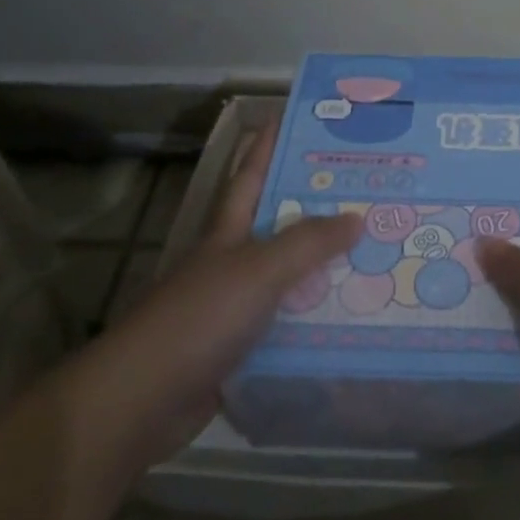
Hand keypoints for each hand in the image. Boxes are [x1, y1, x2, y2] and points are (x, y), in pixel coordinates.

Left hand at [109, 122, 359, 459]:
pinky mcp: (242, 349)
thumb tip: (357, 217)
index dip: (267, 145)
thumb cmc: (199, 318)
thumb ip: (307, 243)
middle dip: (316, 207)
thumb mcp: (258, 270)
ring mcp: (235, 307)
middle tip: (367, 191)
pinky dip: (317, 318)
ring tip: (376, 253)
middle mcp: (232, 263)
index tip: (292, 117)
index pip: (251, 176)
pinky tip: (351, 317)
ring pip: (290, 277)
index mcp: (228, 233)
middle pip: (279, 225)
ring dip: (325, 267)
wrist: (142, 401)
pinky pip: (290, 323)